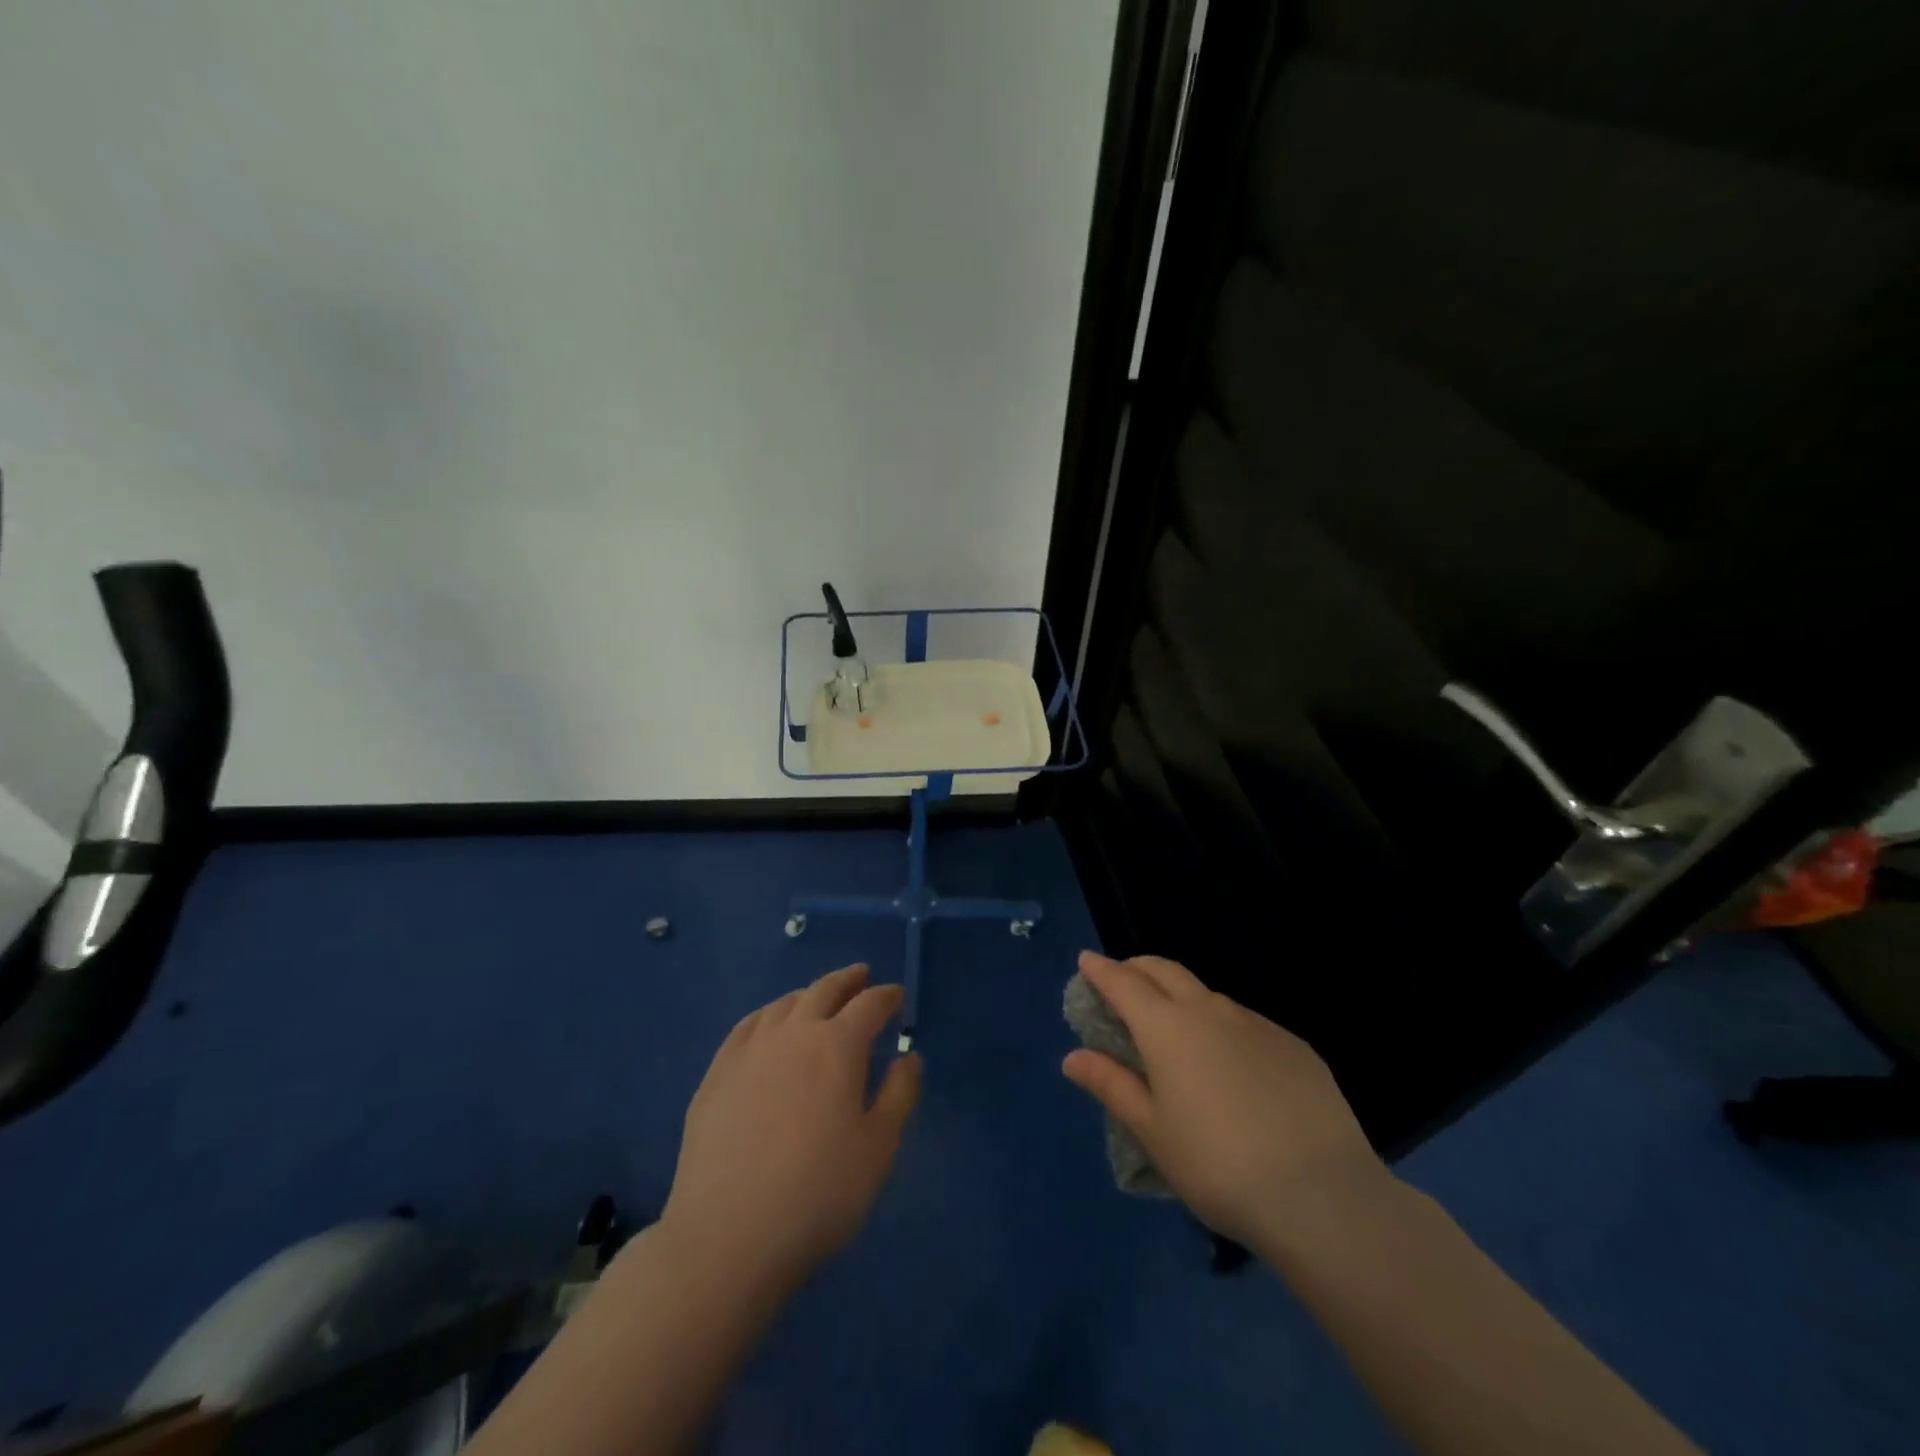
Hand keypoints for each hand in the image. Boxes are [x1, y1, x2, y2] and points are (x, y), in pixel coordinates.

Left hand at [662, 964, 920, 1285]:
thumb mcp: (879, 1148)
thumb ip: (900, 1094)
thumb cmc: (819, 1192)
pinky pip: (748, 1026)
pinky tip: (769, 1024)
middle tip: (861, 976)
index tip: (897, 996)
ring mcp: (750, 1050)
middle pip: (824, 990)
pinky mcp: (717, 1073)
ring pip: (784, 1004)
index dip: (887, 996)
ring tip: (818, 998)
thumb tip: (909, 1057)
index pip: (869, 1004)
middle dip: (848, 980)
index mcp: (838, 1045)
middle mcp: (794, 1033)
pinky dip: (768, 1014)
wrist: (729, 1234)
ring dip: (808, 994)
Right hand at [1062, 951, 1388, 1247]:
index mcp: (1167, 1027)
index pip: (1123, 982)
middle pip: (1165, 970)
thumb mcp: (1153, 1132)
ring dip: (1181, 997)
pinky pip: (1245, 1022)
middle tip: (1123, 979)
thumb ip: (1112, 1085)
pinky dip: (1222, 1026)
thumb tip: (1073, 1056)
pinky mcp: (1293, 1045)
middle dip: (1138, 968)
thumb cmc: (1218, 1166)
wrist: (1321, 1195)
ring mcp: (1256, 1024)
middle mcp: (1209, 1011)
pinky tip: (1231, 1066)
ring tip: (1175, 1029)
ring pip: (1207, 995)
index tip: (1086, 961)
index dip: (1101, 970)